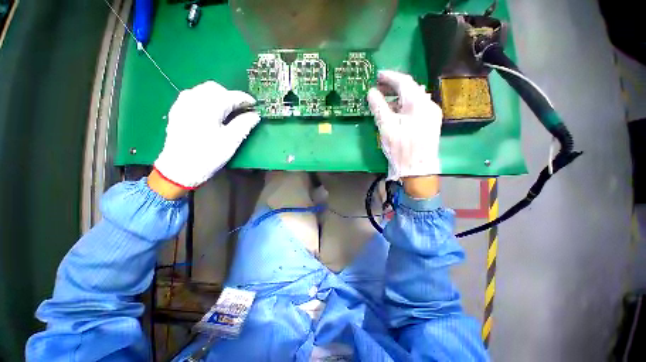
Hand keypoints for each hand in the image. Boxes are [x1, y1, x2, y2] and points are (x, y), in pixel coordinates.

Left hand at [153, 81, 260, 189]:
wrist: (180, 169)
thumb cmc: (208, 155)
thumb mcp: (231, 141)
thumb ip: (244, 124)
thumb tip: (255, 115)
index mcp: (208, 107)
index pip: (231, 96)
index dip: (245, 99)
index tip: (255, 105)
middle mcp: (193, 99)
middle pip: (215, 88)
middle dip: (231, 96)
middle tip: (241, 109)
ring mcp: (182, 104)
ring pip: (203, 90)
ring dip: (218, 97)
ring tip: (227, 110)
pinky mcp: (177, 110)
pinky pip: (193, 96)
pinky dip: (206, 100)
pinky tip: (211, 112)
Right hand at [367, 71, 441, 180]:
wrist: (417, 169)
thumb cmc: (401, 148)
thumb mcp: (386, 127)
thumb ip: (379, 107)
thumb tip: (372, 92)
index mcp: (418, 103)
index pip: (404, 82)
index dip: (389, 77)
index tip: (377, 75)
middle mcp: (428, 104)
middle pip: (410, 88)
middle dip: (394, 86)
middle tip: (378, 88)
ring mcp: (431, 114)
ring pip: (414, 98)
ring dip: (399, 96)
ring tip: (385, 100)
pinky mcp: (431, 123)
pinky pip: (417, 108)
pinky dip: (405, 106)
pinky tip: (397, 112)